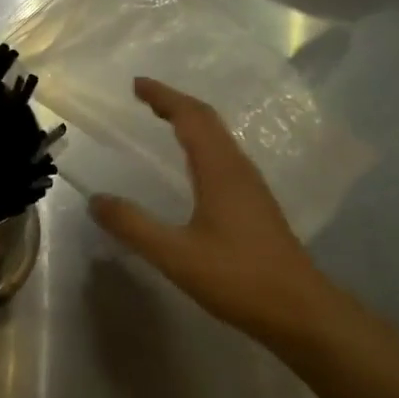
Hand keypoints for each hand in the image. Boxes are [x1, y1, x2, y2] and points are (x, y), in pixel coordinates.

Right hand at [89, 78, 325, 344]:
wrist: (302, 312)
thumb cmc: (238, 278)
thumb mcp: (175, 255)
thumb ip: (133, 226)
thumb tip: (96, 200)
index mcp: (219, 170)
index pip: (191, 117)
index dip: (163, 97)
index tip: (136, 84)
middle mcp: (238, 168)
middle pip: (208, 120)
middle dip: (175, 102)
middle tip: (144, 96)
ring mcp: (252, 186)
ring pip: (219, 138)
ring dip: (190, 121)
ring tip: (164, 120)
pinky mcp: (257, 204)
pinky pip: (224, 156)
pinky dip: (202, 143)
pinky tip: (193, 164)